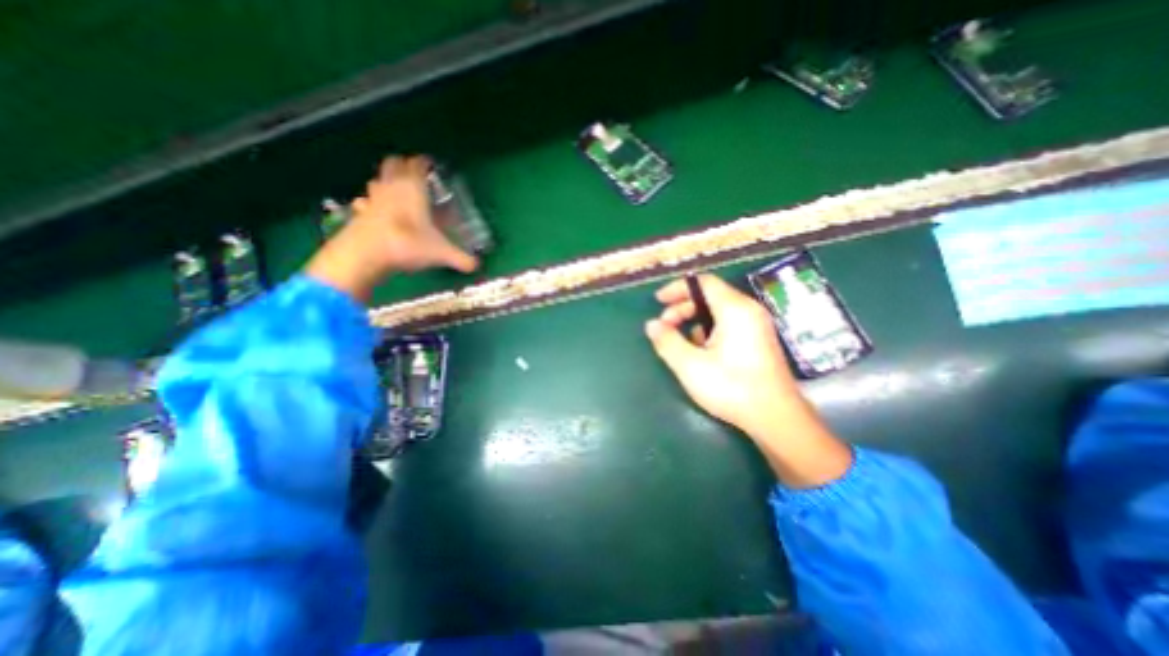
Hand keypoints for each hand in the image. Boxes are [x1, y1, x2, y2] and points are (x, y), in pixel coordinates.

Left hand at [307, 156, 482, 301]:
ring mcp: (372, 198)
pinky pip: (364, 201)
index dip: (424, 162)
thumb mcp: (441, 253)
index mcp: (413, 188)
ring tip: (398, 192)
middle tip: (414, 175)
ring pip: (377, 180)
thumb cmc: (408, 243)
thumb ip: (461, 258)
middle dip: (403, 165)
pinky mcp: (359, 212)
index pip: (417, 164)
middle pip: (393, 163)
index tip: (430, 164)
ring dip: (386, 182)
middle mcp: (391, 187)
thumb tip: (476, 265)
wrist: (366, 254)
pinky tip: (376, 212)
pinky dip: (371, 203)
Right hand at [649, 274, 805, 437]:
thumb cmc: (731, 388)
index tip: (658, 301)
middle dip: (682, 308)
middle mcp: (749, 310)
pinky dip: (709, 330)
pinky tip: (702, 352)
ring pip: (718, 311)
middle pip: (709, 296)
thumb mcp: (690, 365)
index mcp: (734, 309)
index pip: (703, 282)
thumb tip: (651, 325)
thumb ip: (667, 341)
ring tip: (681, 343)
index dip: (677, 288)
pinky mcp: (759, 339)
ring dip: (694, 321)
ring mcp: (757, 325)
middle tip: (665, 327)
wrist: (776, 418)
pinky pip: (729, 324)